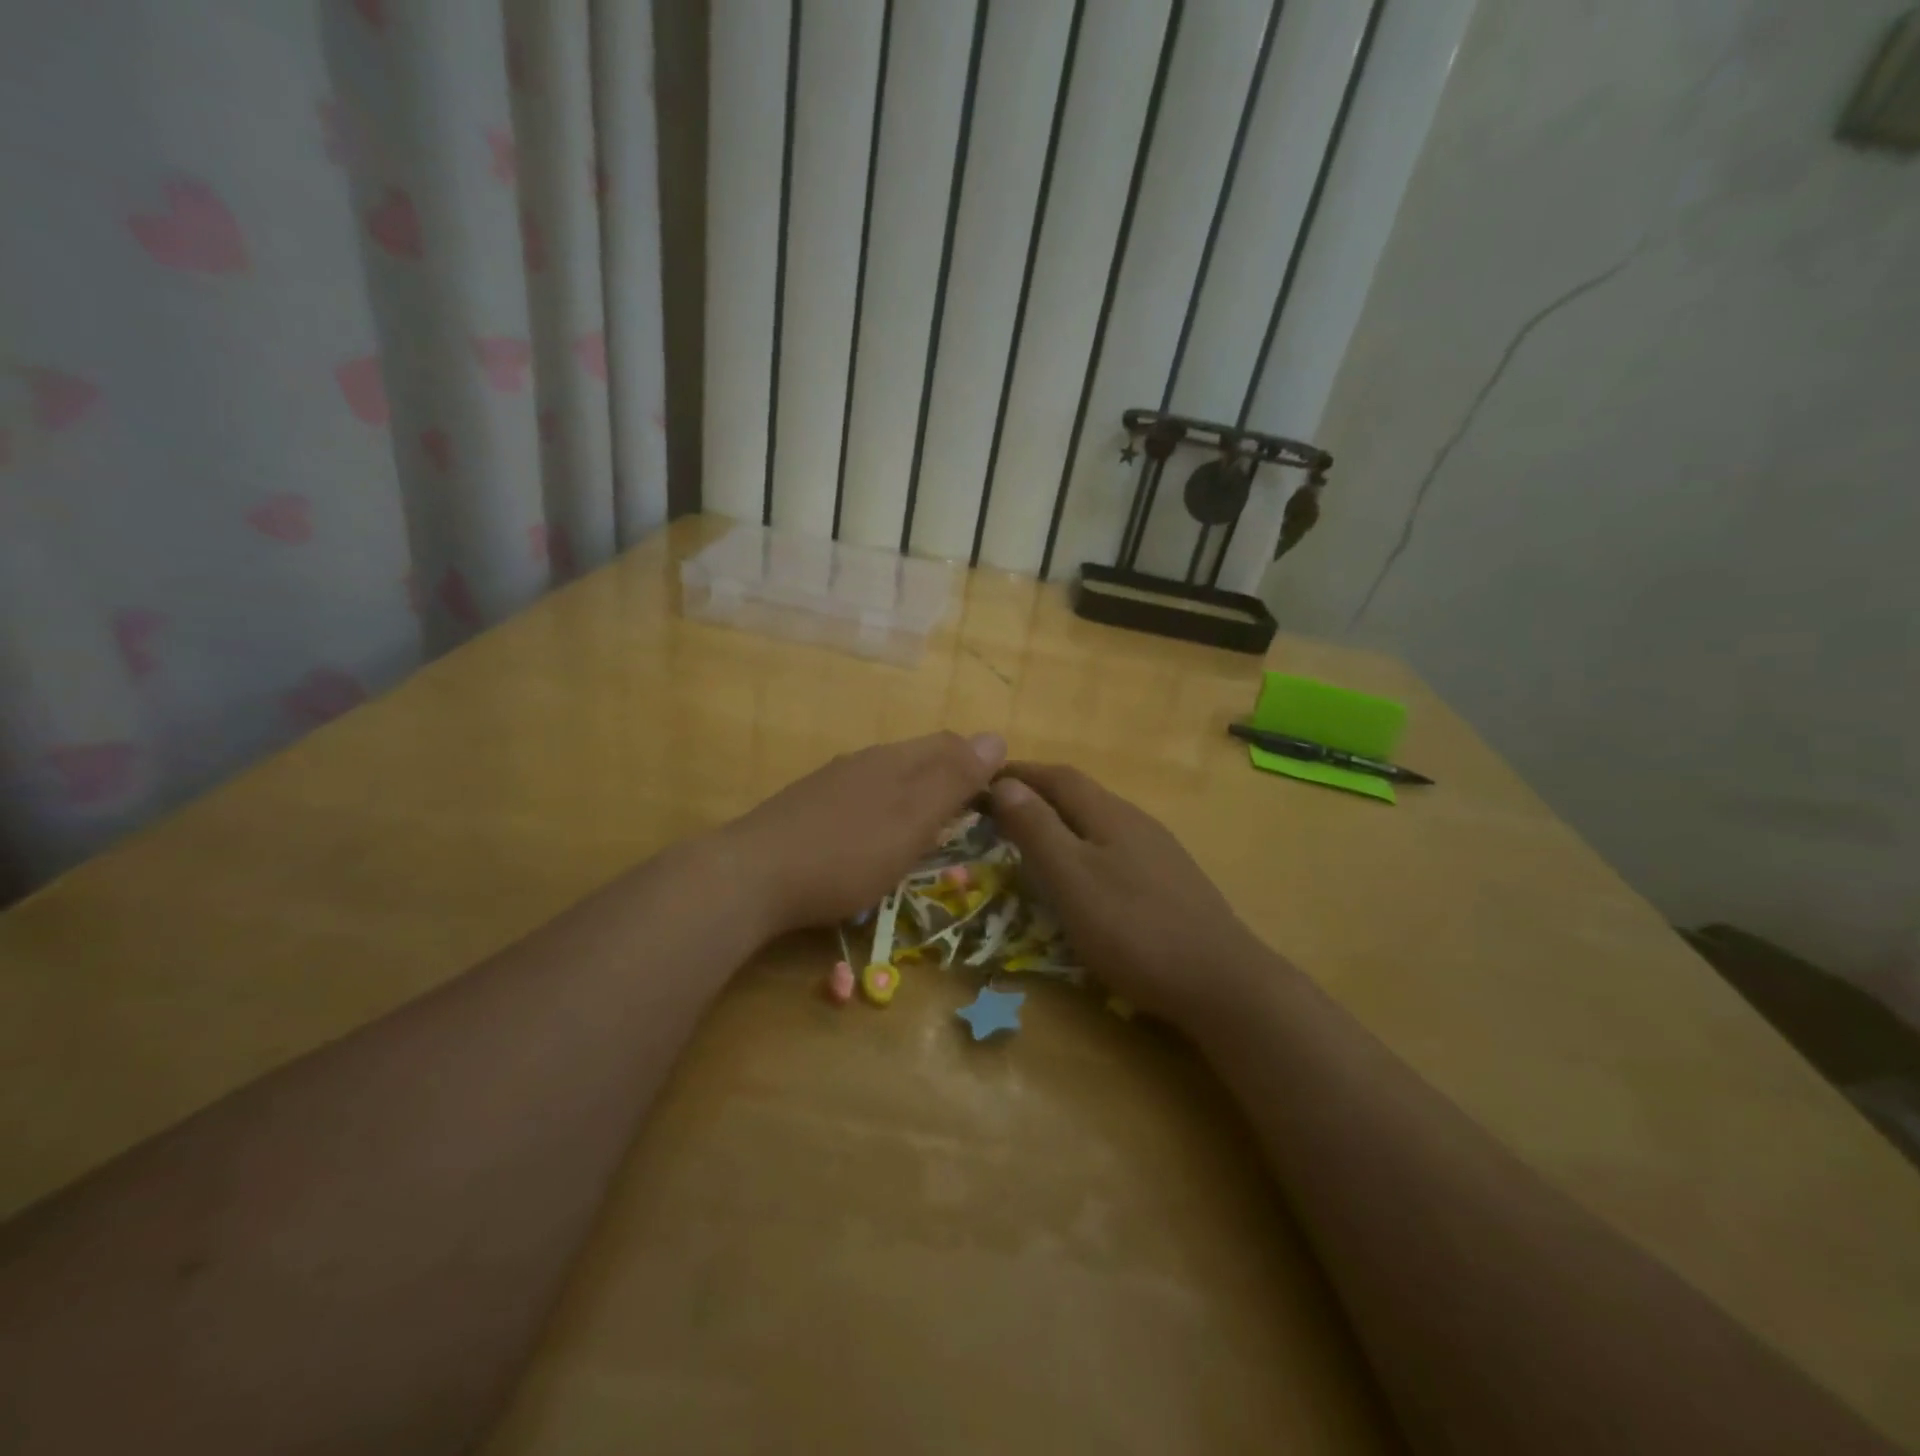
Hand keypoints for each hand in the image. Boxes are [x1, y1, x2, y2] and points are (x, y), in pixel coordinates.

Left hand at [723, 731, 1005, 934]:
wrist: (753, 876)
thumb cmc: (847, 852)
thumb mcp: (913, 819)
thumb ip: (954, 780)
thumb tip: (997, 737)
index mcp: (895, 760)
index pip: (950, 744)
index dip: (980, 764)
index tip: (998, 800)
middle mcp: (865, 761)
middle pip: (919, 758)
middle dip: (949, 779)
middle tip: (968, 819)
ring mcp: (832, 783)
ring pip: (888, 778)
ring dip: (915, 796)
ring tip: (928, 831)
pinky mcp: (807, 808)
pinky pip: (860, 799)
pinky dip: (883, 813)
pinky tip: (873, 841)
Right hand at [989, 764, 1283, 1027]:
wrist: (1221, 981)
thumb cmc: (1133, 929)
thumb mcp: (1072, 879)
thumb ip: (1037, 830)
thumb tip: (1005, 784)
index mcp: (1109, 813)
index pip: (1058, 776)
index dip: (1020, 774)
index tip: (983, 781)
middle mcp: (1136, 821)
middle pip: (1081, 794)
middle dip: (1039, 795)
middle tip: (1000, 811)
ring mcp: (1159, 850)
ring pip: (1100, 821)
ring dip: (1063, 821)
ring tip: (1033, 840)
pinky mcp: (1171, 880)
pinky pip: (1116, 847)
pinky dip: (1085, 847)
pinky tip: (1084, 876)